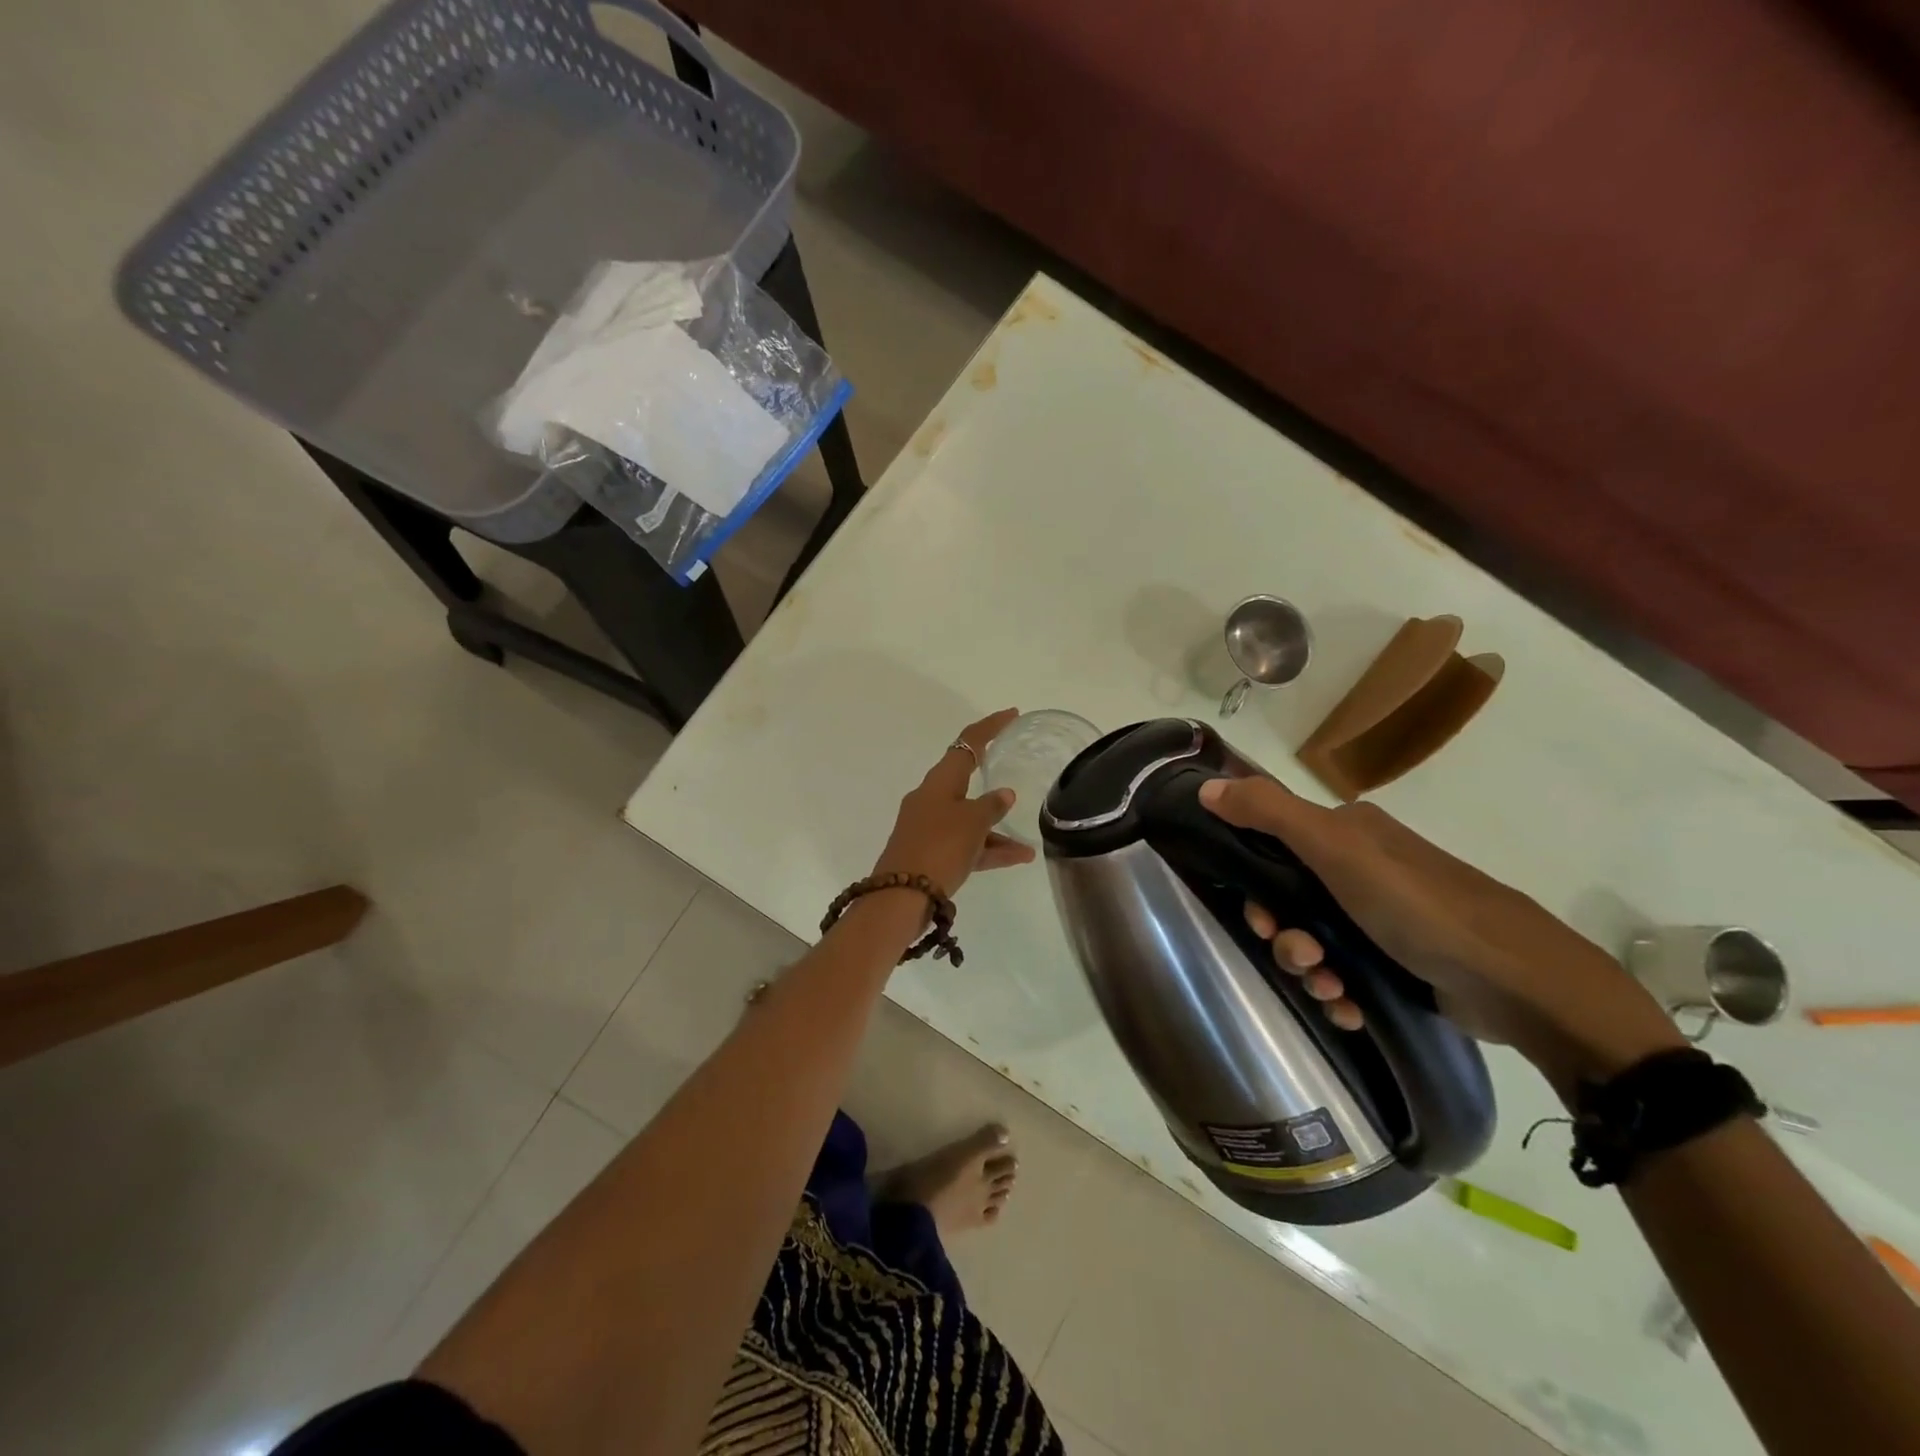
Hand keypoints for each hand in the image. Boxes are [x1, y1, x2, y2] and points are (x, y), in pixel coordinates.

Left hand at [871, 709, 1035, 897]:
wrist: (901, 897)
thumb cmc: (939, 847)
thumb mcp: (972, 823)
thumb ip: (991, 806)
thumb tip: (1003, 795)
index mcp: (939, 782)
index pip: (967, 743)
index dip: (990, 727)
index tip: (1012, 714)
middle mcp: (931, 799)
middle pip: (965, 779)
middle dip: (991, 776)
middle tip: (1015, 764)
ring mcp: (929, 827)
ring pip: (969, 818)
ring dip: (996, 828)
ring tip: (1027, 846)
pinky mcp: (929, 853)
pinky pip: (965, 844)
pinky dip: (988, 849)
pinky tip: (1018, 859)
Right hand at [1198, 776, 1683, 1089]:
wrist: (1522, 985)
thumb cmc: (1420, 906)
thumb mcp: (1337, 850)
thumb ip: (1269, 814)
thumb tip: (1204, 787)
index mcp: (1348, 833)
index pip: (1273, 846)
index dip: (1255, 883)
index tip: (1260, 918)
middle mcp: (1362, 868)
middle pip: (1290, 899)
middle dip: (1284, 936)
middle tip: (1300, 959)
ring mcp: (1384, 917)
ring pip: (1315, 941)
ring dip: (1309, 970)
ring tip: (1330, 991)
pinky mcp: (1401, 961)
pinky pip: (1346, 973)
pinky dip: (1338, 992)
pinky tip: (1348, 1008)